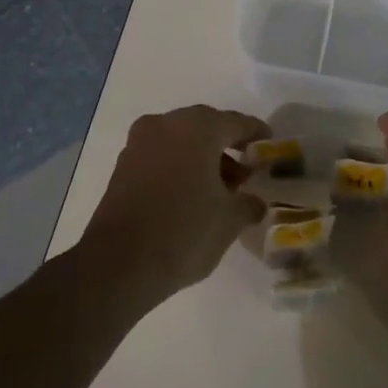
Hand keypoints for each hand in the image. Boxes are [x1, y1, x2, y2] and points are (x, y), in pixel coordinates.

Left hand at [80, 105, 269, 305]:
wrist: (118, 264)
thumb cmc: (184, 232)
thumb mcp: (229, 220)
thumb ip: (248, 204)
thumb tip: (255, 203)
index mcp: (197, 128)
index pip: (235, 122)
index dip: (255, 133)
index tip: (269, 142)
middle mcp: (166, 125)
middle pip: (205, 127)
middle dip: (226, 145)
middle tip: (245, 169)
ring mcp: (139, 143)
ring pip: (180, 140)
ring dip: (202, 157)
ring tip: (220, 189)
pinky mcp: (122, 166)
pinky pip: (161, 155)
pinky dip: (179, 166)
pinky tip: (191, 194)